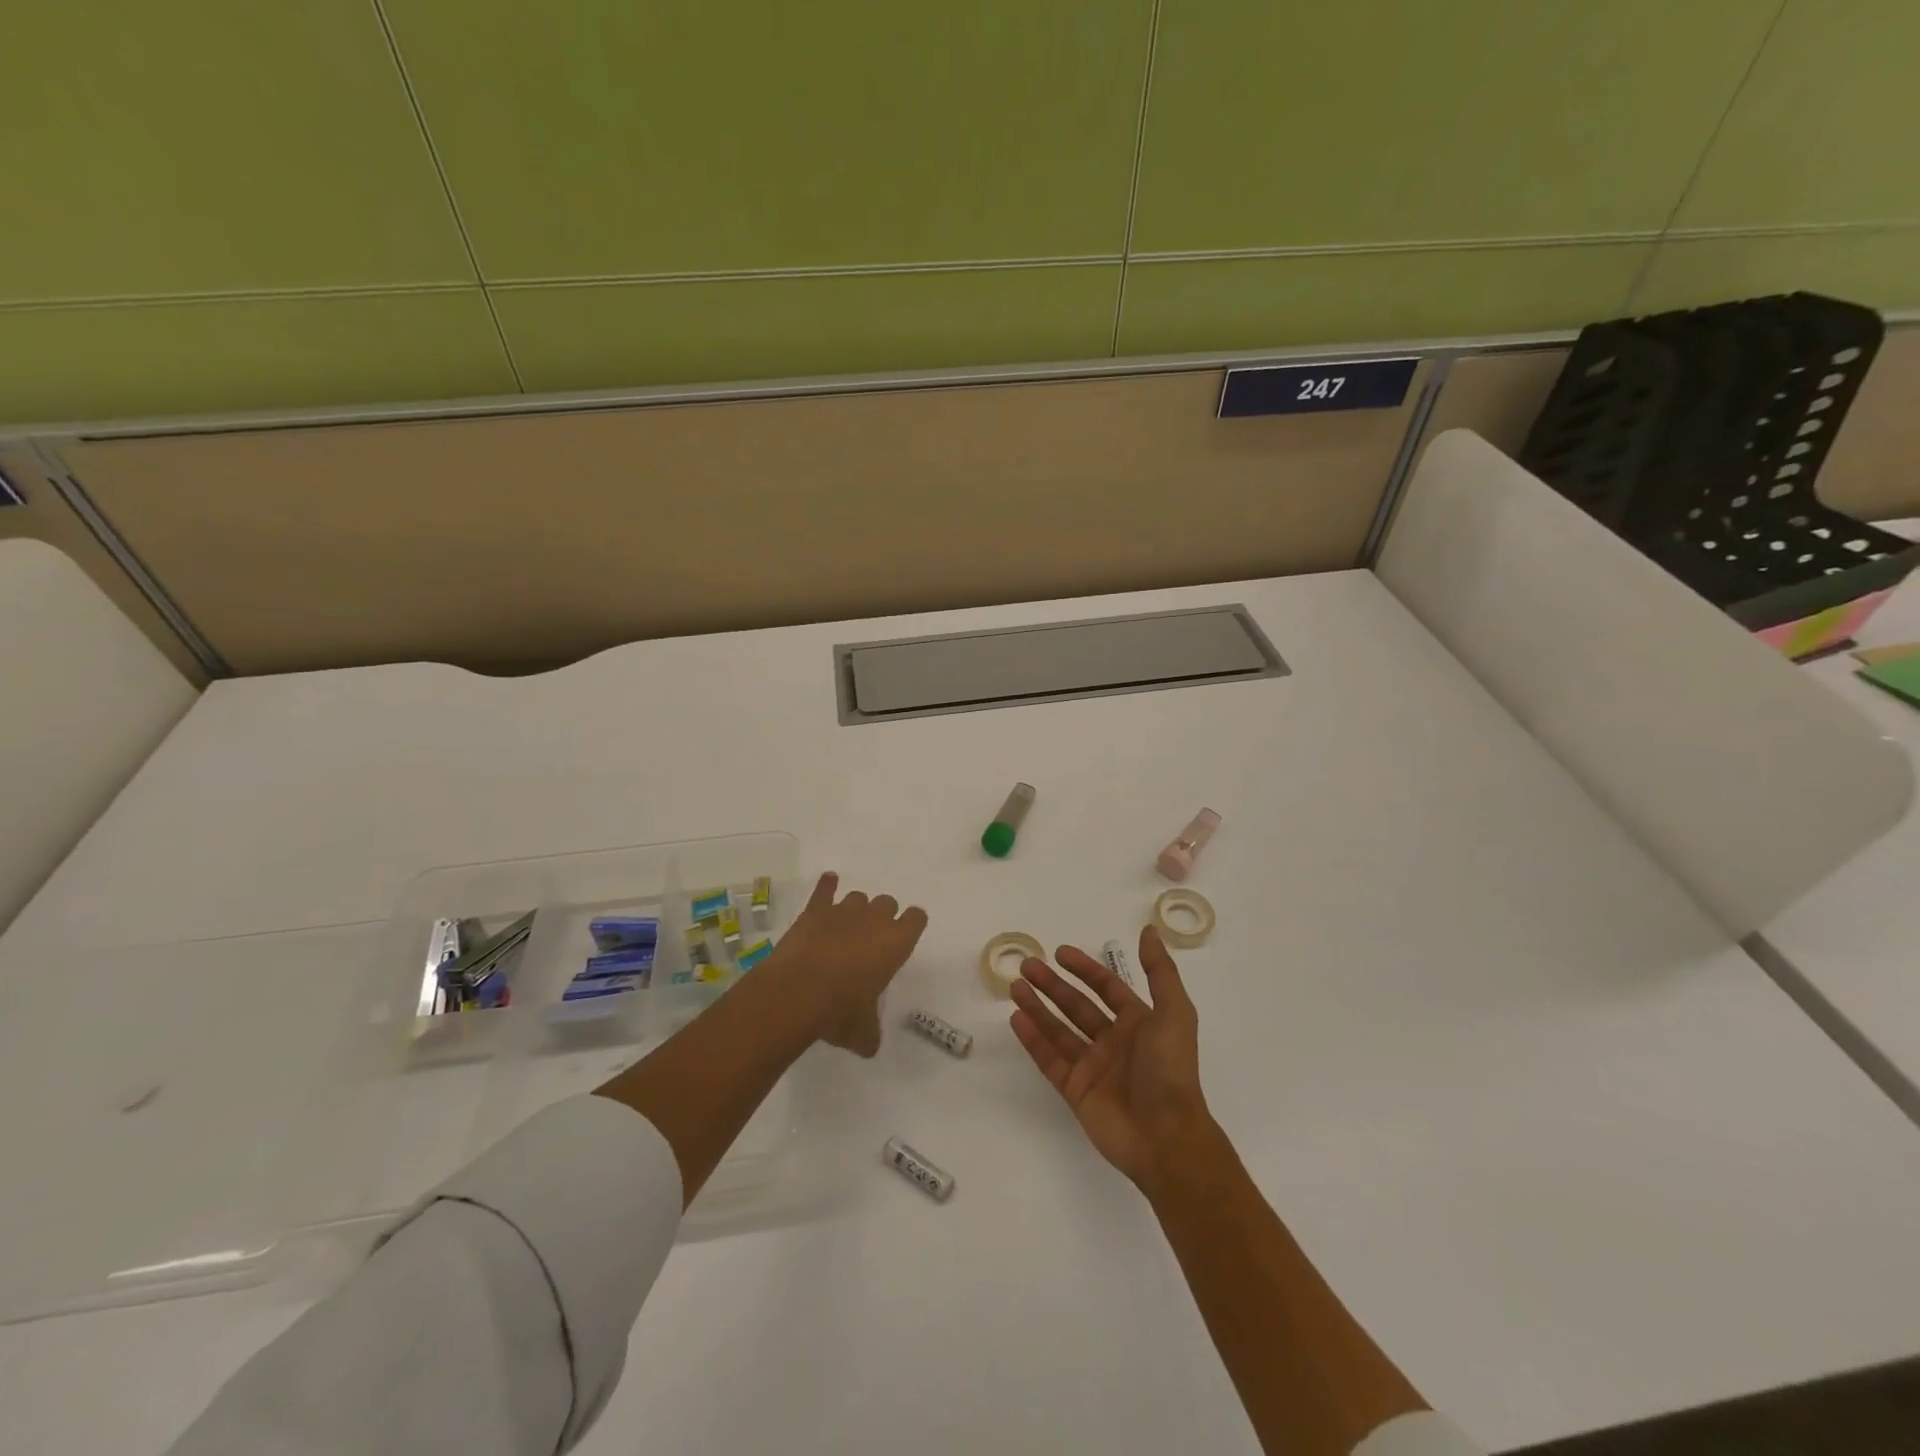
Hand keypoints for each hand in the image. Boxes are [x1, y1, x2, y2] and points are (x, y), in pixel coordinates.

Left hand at [763, 871, 927, 1056]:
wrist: (796, 993)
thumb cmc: (839, 1011)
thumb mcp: (862, 1032)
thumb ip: (870, 1034)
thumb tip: (868, 1046)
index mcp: (896, 943)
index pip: (917, 919)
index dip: (912, 924)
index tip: (907, 933)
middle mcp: (874, 920)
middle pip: (888, 903)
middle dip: (882, 917)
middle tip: (872, 939)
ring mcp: (843, 911)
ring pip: (858, 897)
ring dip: (856, 909)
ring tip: (846, 928)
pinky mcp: (814, 910)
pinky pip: (825, 889)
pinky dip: (827, 886)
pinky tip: (828, 883)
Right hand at [1009, 925, 1215, 1189]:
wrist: (1166, 1136)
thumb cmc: (1170, 1069)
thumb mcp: (1174, 1012)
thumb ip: (1160, 971)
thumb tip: (1149, 931)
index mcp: (1139, 1023)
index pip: (1107, 988)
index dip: (1085, 969)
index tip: (1059, 952)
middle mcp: (1114, 1042)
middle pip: (1077, 1006)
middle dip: (1052, 985)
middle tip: (1026, 965)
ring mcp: (1093, 1068)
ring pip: (1059, 1030)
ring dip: (1037, 1007)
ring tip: (1014, 986)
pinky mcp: (1076, 1091)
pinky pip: (1050, 1060)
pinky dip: (1033, 1040)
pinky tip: (1016, 1019)